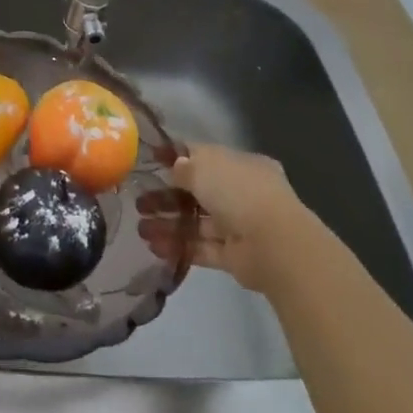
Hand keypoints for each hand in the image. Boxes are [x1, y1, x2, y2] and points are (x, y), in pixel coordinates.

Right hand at [137, 144, 304, 292]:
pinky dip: (179, 246)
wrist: (273, 244)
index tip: (150, 162)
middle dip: (166, 197)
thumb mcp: (204, 167)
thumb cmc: (238, 192)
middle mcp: (241, 193)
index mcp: (240, 165)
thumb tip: (175, 167)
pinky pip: (202, 247)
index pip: (204, 157)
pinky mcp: (234, 255)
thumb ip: (185, 167)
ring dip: (168, 223)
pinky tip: (154, 246)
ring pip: (197, 222)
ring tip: (139, 228)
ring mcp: (239, 225)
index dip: (176, 158)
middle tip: (138, 202)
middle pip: (197, 192)